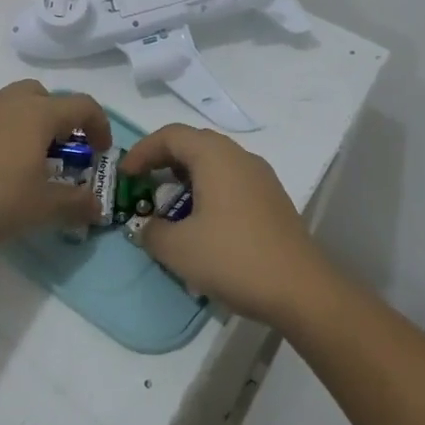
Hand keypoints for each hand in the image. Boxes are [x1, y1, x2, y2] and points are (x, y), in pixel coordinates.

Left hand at [0, 81, 110, 251]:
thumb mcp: (41, 208)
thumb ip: (75, 204)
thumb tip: (98, 207)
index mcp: (37, 113)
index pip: (83, 105)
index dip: (100, 126)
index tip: (101, 153)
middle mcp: (9, 101)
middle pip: (46, 97)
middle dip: (61, 120)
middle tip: (62, 153)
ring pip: (13, 103)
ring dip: (29, 123)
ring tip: (26, 159)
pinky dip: (1, 132)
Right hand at [121, 125, 331, 326]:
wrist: (300, 289)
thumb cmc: (233, 258)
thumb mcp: (179, 249)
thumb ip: (152, 232)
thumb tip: (148, 227)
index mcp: (215, 156)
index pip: (171, 135)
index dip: (142, 151)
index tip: (125, 176)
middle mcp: (240, 156)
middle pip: (194, 144)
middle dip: (164, 162)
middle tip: (143, 187)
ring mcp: (261, 177)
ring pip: (215, 164)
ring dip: (187, 179)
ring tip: (169, 210)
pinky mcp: (272, 199)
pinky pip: (232, 182)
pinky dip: (208, 192)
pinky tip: (202, 226)